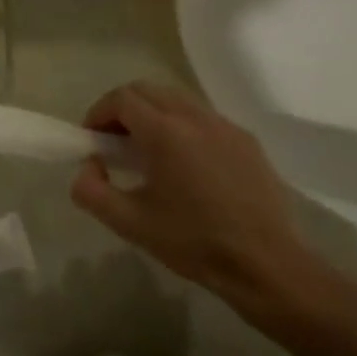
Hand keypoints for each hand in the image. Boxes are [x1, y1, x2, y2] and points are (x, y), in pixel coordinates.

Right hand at [70, 82, 308, 300]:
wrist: (267, 265)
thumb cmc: (193, 242)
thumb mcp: (129, 223)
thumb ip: (91, 190)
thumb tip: (89, 166)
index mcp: (165, 132)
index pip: (122, 98)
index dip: (98, 113)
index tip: (92, 139)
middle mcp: (195, 117)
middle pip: (148, 90)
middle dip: (123, 108)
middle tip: (114, 141)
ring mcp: (225, 127)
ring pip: (177, 100)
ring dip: (153, 114)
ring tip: (148, 151)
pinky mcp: (247, 141)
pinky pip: (204, 118)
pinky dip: (182, 126)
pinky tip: (185, 164)